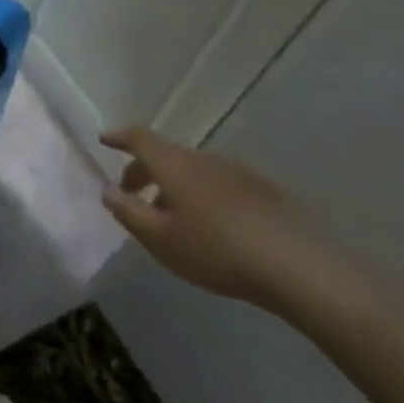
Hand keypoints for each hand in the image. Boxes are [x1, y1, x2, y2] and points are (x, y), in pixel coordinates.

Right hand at [99, 126, 323, 307]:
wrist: (299, 266)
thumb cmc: (216, 250)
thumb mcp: (160, 239)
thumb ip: (129, 212)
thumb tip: (108, 191)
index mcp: (174, 165)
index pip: (140, 138)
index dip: (120, 137)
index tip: (104, 140)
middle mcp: (204, 160)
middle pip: (166, 155)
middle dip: (144, 171)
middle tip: (133, 195)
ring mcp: (237, 173)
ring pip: (194, 171)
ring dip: (175, 187)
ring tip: (173, 219)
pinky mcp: (265, 191)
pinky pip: (220, 184)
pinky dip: (203, 195)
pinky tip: (212, 227)